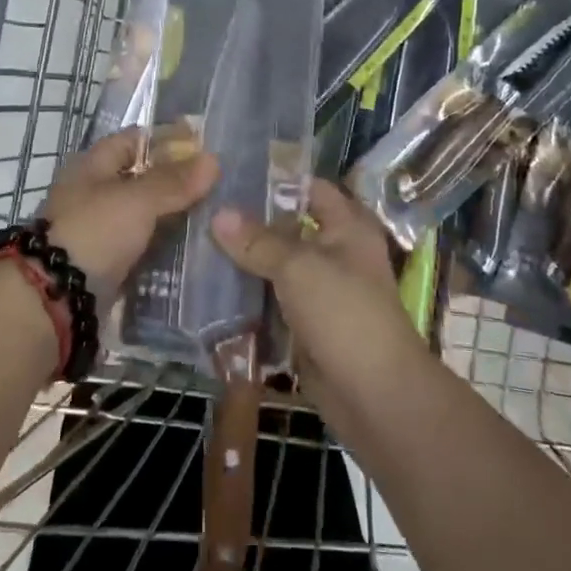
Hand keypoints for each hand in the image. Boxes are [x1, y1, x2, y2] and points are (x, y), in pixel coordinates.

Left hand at [40, 130, 219, 307]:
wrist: (56, 298)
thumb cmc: (94, 231)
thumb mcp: (137, 200)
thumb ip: (174, 182)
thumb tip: (214, 159)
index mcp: (92, 165)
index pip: (135, 140)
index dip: (168, 140)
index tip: (206, 148)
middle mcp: (93, 193)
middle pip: (141, 178)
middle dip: (176, 181)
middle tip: (219, 186)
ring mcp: (99, 230)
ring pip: (144, 215)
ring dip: (172, 216)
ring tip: (215, 217)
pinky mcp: (106, 263)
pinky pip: (141, 247)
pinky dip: (164, 247)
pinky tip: (193, 250)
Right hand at [209, 180, 422, 404]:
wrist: (374, 395)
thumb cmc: (345, 314)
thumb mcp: (299, 267)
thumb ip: (257, 241)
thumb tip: (217, 214)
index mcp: (347, 227)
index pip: (311, 188)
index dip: (276, 180)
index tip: (231, 175)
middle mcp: (335, 253)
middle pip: (288, 228)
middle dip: (249, 223)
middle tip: (203, 209)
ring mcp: (320, 291)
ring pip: (276, 266)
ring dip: (244, 261)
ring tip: (196, 244)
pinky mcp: (306, 324)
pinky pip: (272, 301)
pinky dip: (247, 297)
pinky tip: (209, 288)